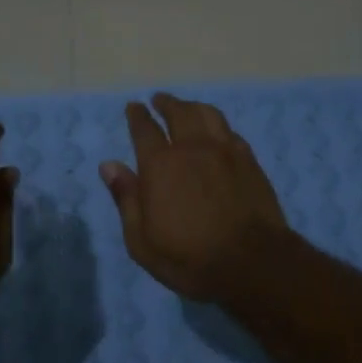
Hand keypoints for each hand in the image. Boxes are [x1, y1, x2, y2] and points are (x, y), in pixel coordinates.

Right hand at [100, 93, 288, 300]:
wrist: (252, 263)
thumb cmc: (189, 258)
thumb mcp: (142, 240)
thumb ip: (126, 199)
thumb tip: (109, 166)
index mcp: (161, 165)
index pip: (144, 129)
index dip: (137, 115)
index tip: (134, 107)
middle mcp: (193, 148)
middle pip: (179, 113)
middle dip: (166, 103)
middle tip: (159, 100)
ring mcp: (225, 151)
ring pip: (208, 115)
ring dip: (193, 107)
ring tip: (187, 108)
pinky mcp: (250, 161)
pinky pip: (230, 131)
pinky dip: (218, 125)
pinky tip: (217, 132)